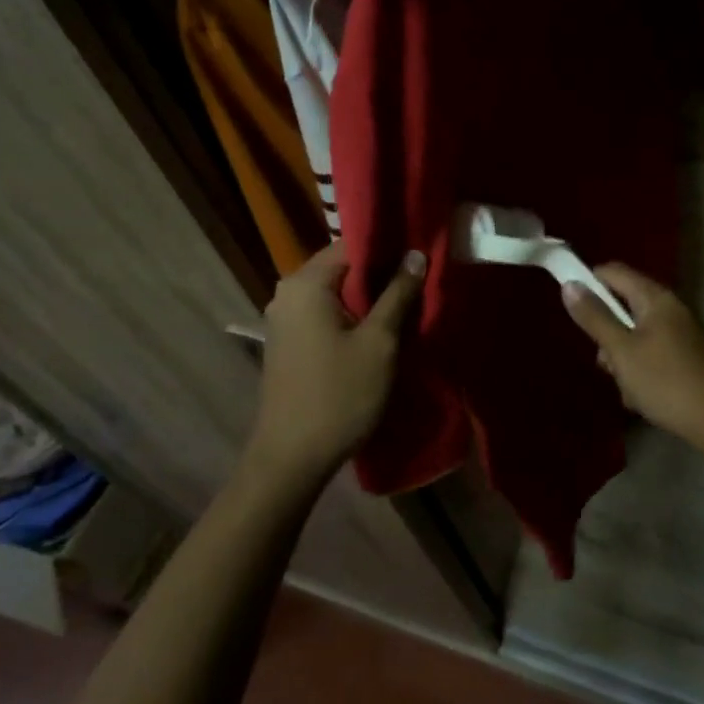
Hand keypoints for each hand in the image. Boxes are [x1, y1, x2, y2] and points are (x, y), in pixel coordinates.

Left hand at [246, 241, 424, 485]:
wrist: (291, 459)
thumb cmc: (339, 395)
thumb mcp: (380, 342)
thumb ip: (398, 293)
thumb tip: (416, 254)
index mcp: (305, 283)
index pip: (351, 244)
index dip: (388, 247)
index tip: (420, 256)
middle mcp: (288, 293)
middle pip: (342, 267)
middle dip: (380, 274)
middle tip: (419, 283)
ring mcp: (284, 319)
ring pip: (335, 292)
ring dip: (368, 298)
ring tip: (406, 306)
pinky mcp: (287, 342)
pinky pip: (324, 313)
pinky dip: (350, 315)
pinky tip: (377, 330)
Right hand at [561, 264, 703, 458]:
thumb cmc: (666, 381)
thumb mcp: (622, 351)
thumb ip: (595, 317)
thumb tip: (569, 284)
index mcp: (655, 298)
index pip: (614, 272)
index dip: (588, 281)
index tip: (571, 308)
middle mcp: (669, 308)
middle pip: (623, 305)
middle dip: (606, 333)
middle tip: (605, 362)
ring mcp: (680, 333)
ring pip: (634, 335)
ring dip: (621, 358)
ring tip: (626, 387)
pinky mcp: (685, 357)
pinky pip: (650, 354)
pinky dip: (639, 371)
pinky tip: (641, 398)